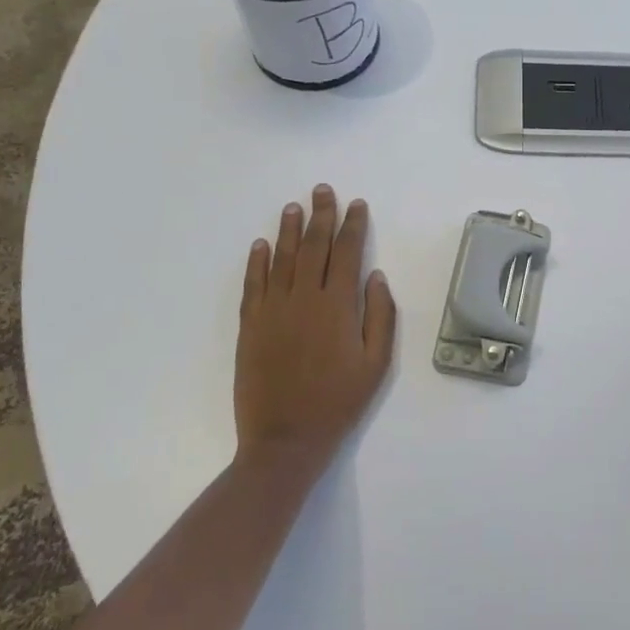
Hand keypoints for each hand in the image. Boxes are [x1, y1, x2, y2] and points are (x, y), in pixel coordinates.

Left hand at [235, 185, 396, 477]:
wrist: (285, 440)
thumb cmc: (339, 402)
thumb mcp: (376, 364)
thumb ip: (380, 316)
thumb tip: (376, 276)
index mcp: (338, 306)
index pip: (347, 253)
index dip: (353, 226)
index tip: (356, 205)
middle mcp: (304, 299)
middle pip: (313, 246)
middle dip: (320, 215)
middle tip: (322, 190)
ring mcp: (273, 310)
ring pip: (281, 259)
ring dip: (288, 230)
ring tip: (293, 206)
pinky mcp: (250, 326)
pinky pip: (253, 285)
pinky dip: (257, 262)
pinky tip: (261, 245)